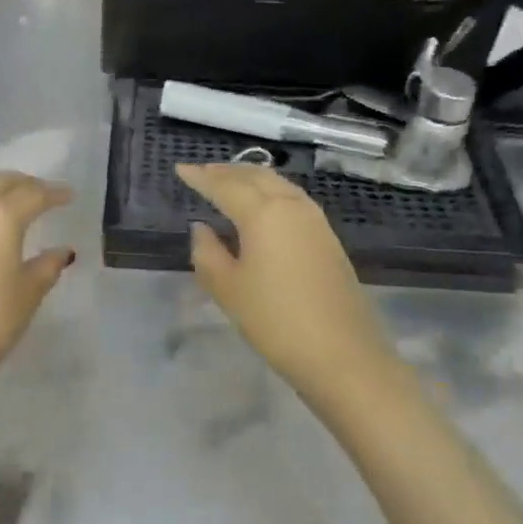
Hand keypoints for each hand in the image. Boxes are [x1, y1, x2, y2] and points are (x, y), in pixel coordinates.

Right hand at [178, 164, 401, 409]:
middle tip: (202, 172)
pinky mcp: (328, 238)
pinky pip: (292, 199)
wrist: (342, 354)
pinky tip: (262, 208)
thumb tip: (202, 228)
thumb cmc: (275, 321)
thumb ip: (207, 253)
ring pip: (278, 184)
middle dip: (226, 172)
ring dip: (250, 178)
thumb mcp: (228, 289)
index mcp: (263, 212)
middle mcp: (291, 205)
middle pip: (255, 176)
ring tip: (229, 183)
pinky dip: (270, 193)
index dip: (200, 177)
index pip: (224, 185)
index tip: (180, 169)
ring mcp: (315, 220)